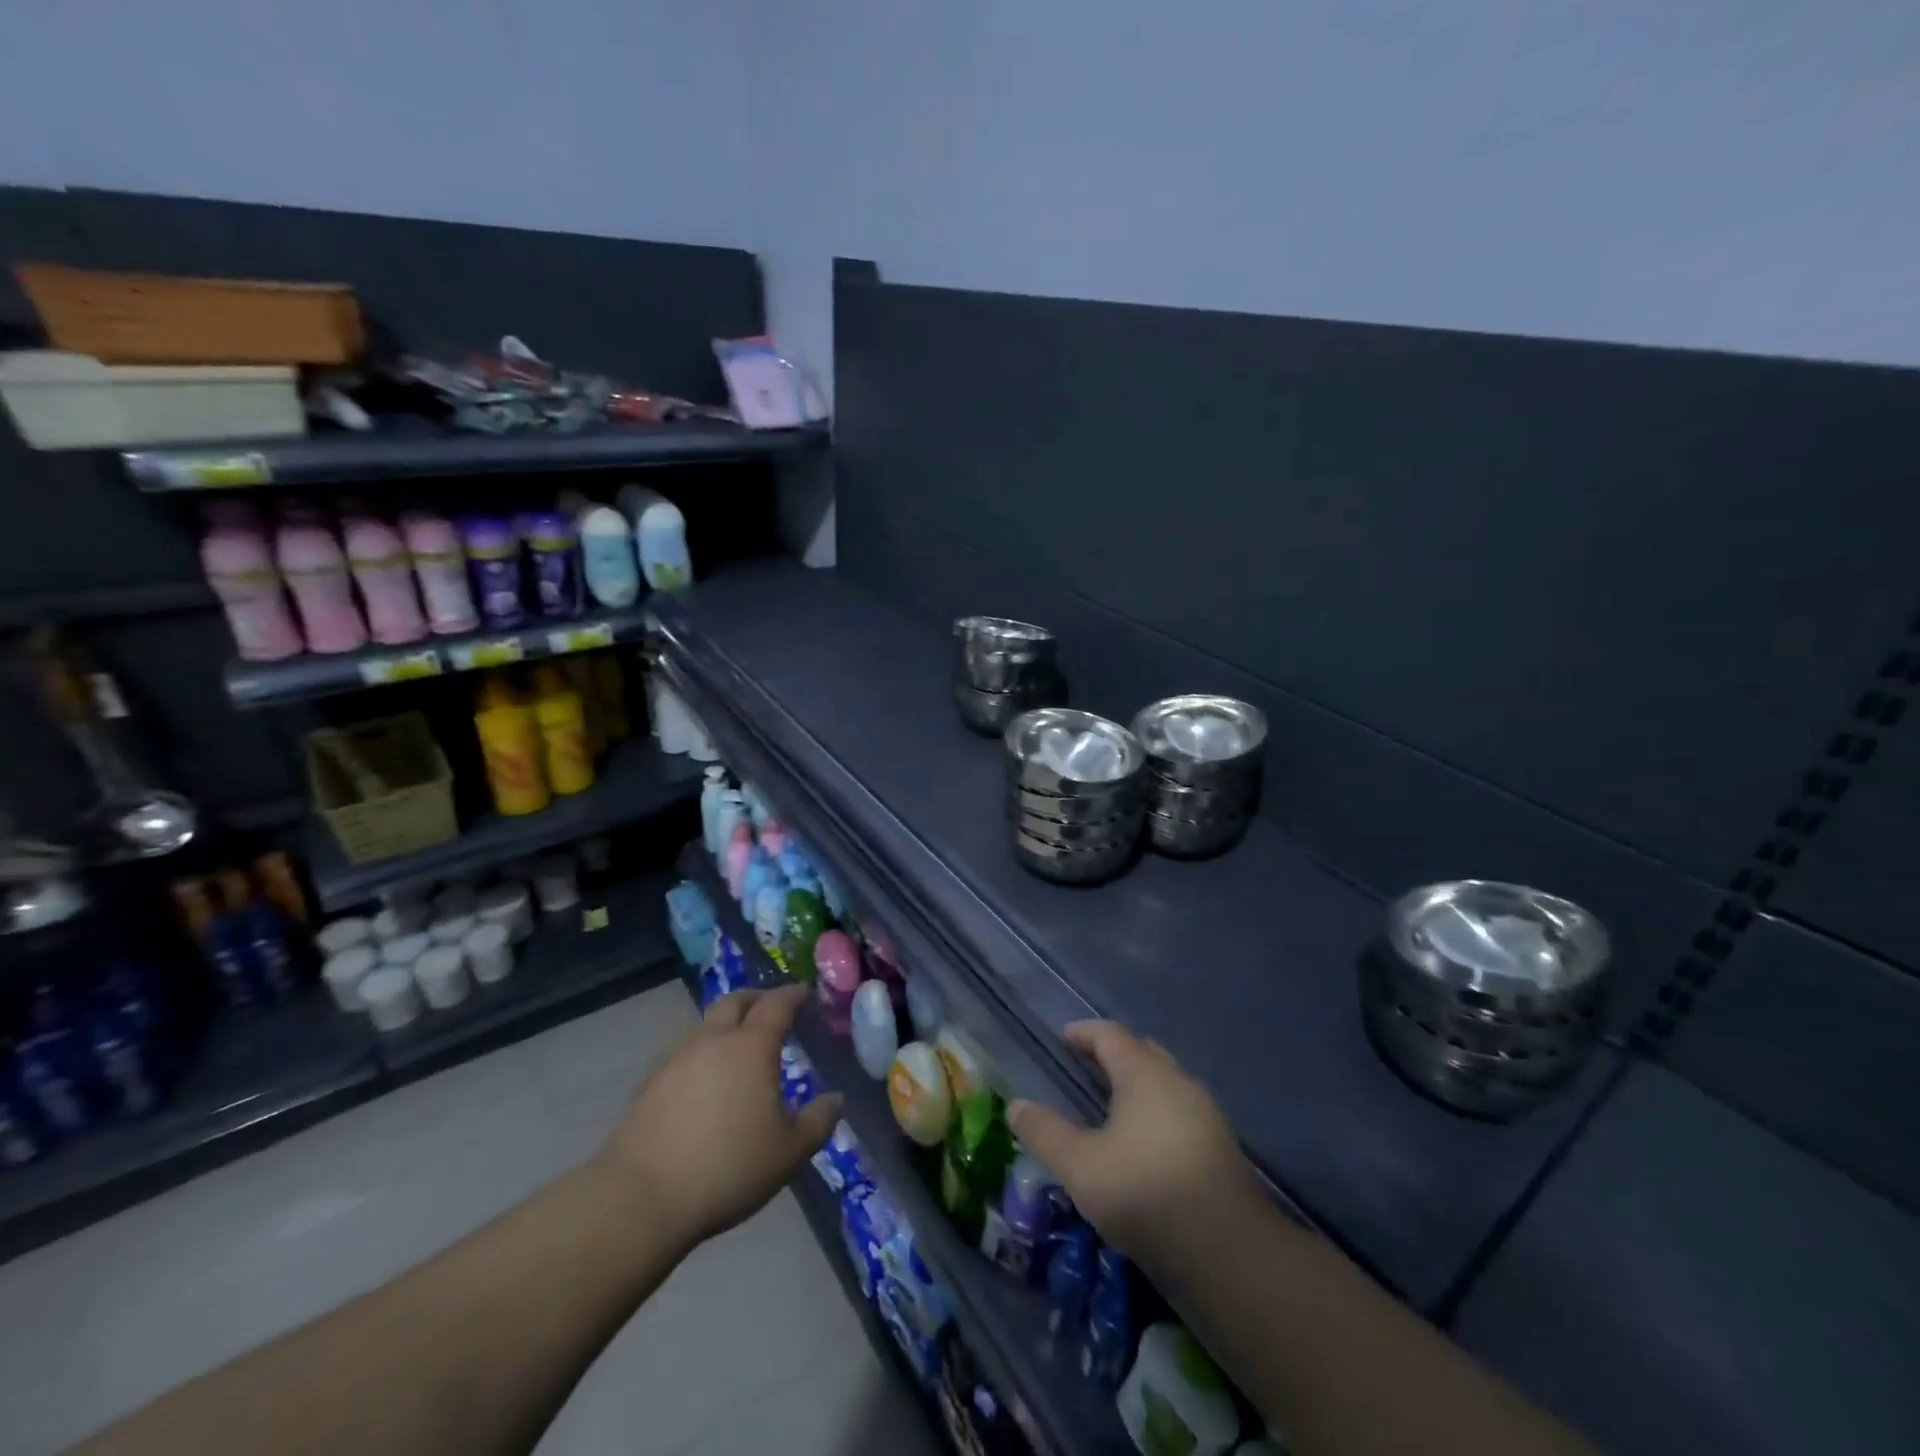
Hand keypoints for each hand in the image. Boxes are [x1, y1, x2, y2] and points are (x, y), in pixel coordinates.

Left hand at [599, 985, 842, 1253]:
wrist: (641, 1198)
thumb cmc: (728, 1168)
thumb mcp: (788, 1153)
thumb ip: (818, 1122)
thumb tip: (835, 1099)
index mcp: (752, 1046)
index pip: (777, 1004)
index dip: (793, 994)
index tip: (805, 993)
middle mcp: (713, 1040)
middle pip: (735, 1001)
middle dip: (756, 999)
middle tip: (771, 1009)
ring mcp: (676, 1059)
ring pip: (705, 1026)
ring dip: (725, 1026)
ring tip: (737, 1049)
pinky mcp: (649, 1084)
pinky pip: (683, 1054)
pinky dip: (701, 1055)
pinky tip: (704, 1082)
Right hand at [1009, 1021, 1256, 1262]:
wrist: (1229, 1252)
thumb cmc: (1145, 1192)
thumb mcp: (1080, 1166)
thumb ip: (1045, 1132)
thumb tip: (1016, 1105)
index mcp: (1144, 1073)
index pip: (1110, 1035)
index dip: (1084, 1033)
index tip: (1064, 1037)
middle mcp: (1178, 1082)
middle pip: (1142, 1052)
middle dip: (1113, 1054)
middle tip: (1085, 1065)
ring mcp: (1205, 1114)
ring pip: (1165, 1083)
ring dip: (1137, 1084)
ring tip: (1111, 1105)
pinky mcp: (1219, 1147)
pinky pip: (1179, 1111)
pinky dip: (1155, 1111)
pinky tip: (1143, 1143)